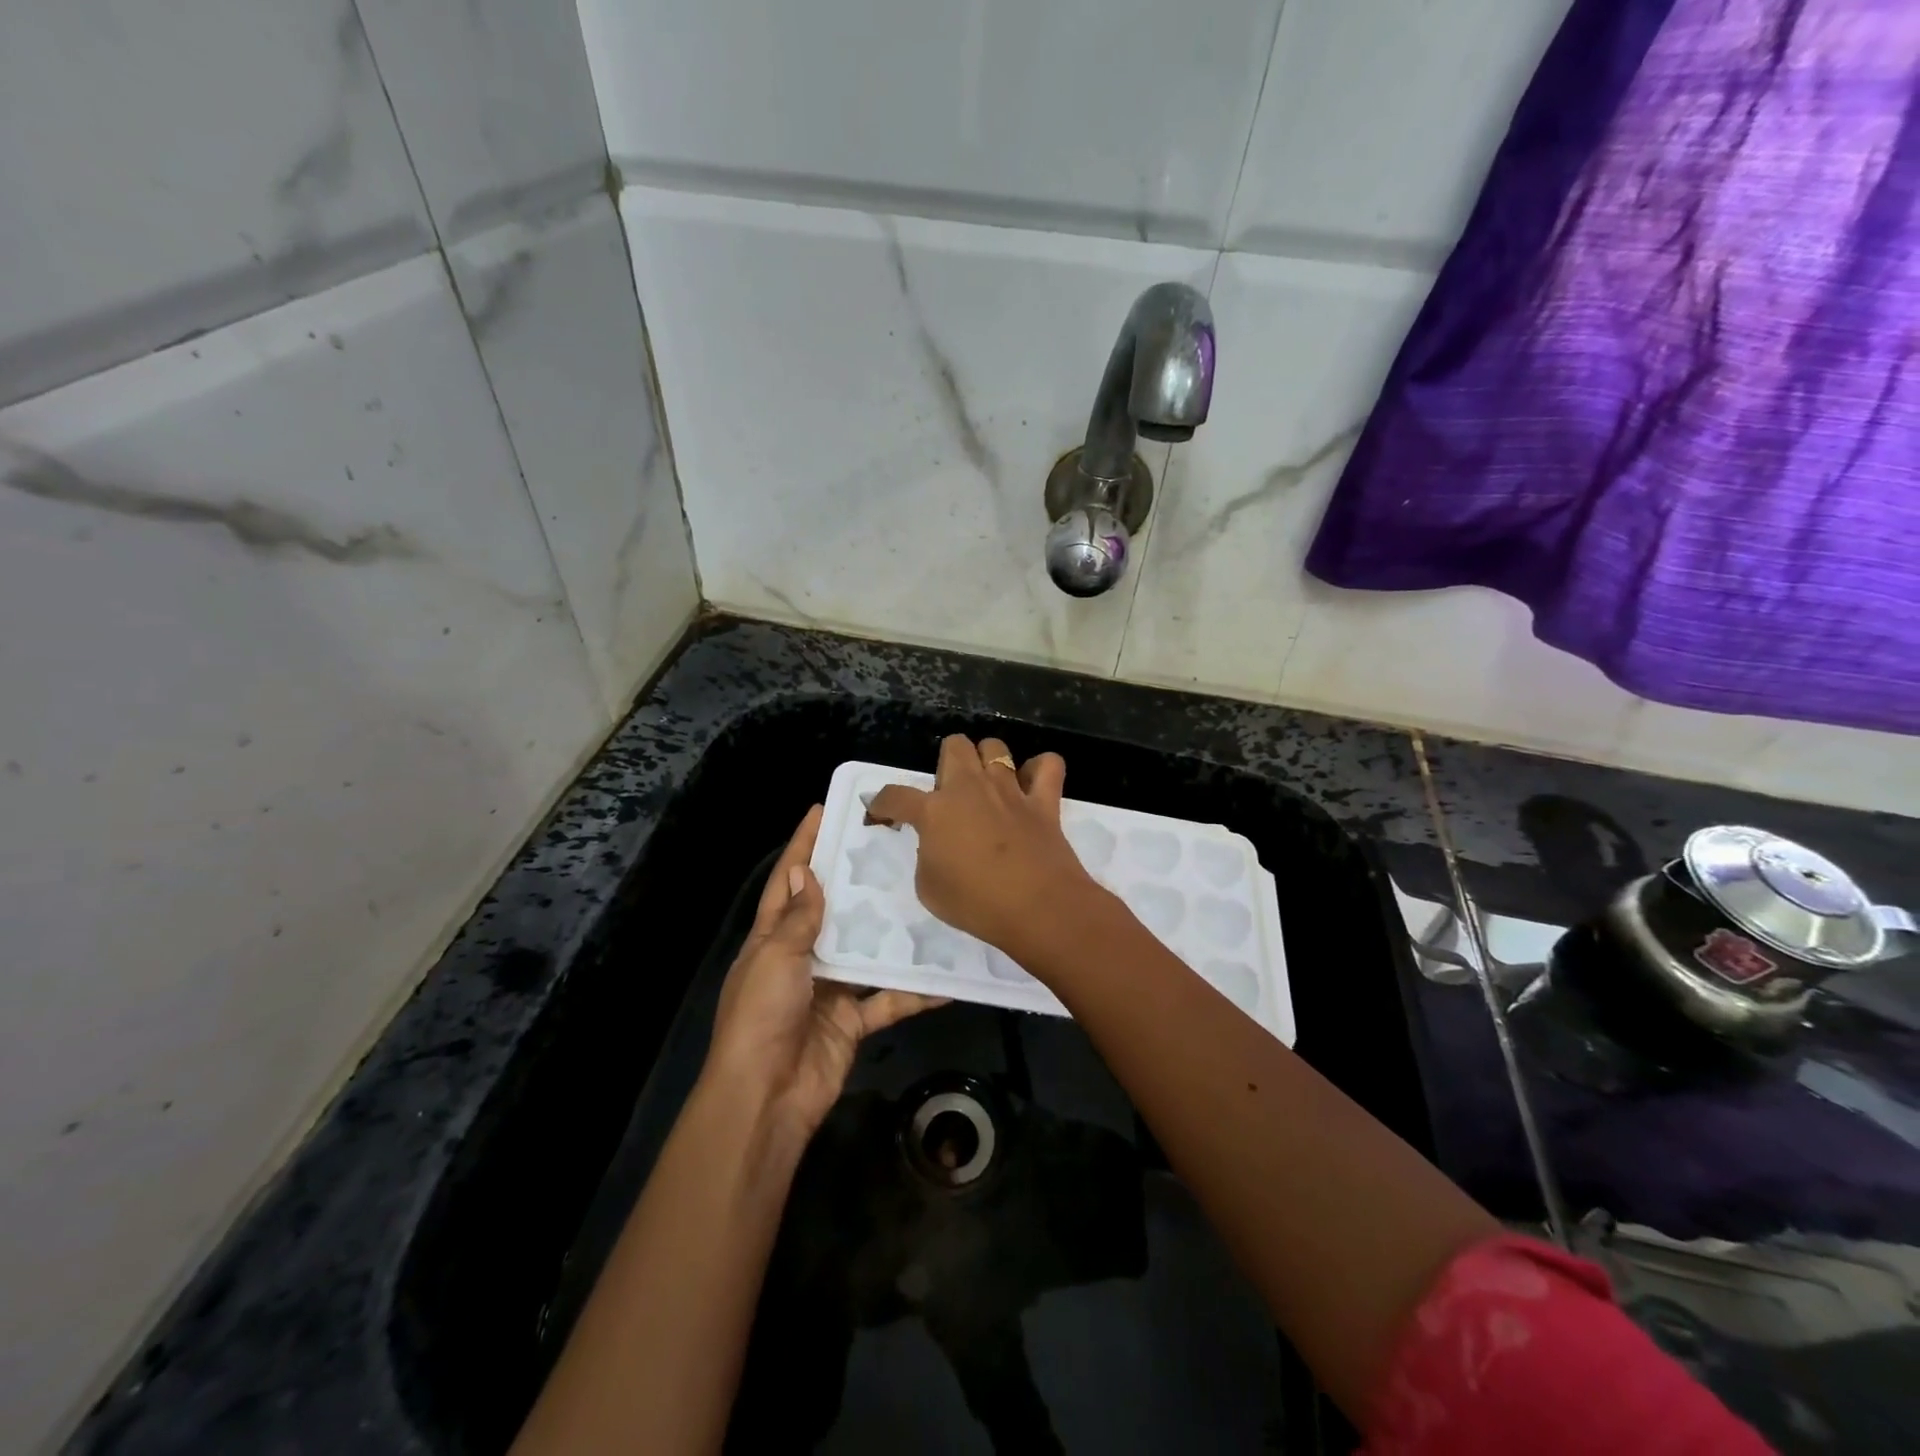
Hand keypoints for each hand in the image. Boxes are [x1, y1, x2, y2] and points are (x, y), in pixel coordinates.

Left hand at [703, 805, 947, 1140]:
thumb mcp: (775, 959)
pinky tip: (947, 977)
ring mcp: (829, 989)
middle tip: (891, 846)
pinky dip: (914, 992)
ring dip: (892, 932)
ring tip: (926, 897)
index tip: (824, 810)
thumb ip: (797, 919)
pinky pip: (888, 999)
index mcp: (772, 939)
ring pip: (866, 951)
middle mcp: (802, 958)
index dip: (803, 846)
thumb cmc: (762, 1017)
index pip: (788, 882)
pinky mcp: (853, 1020)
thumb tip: (806, 872)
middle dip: (856, 880)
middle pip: (832, 910)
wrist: (767, 1099)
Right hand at [866, 735, 1100, 956]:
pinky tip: (1032, 786)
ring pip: (995, 747)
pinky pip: (1048, 765)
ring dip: (987, 762)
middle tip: (949, 796)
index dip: (882, 803)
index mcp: (934, 811)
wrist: (1037, 909)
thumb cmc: (975, 904)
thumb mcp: (929, 888)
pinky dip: (1040, 770)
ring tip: (987, 786)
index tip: (881, 813)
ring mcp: (1010, 790)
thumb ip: (928, 856)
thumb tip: (938, 843)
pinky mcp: (1044, 800)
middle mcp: (970, 788)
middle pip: (954, 746)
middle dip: (946, 763)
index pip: (896, 796)